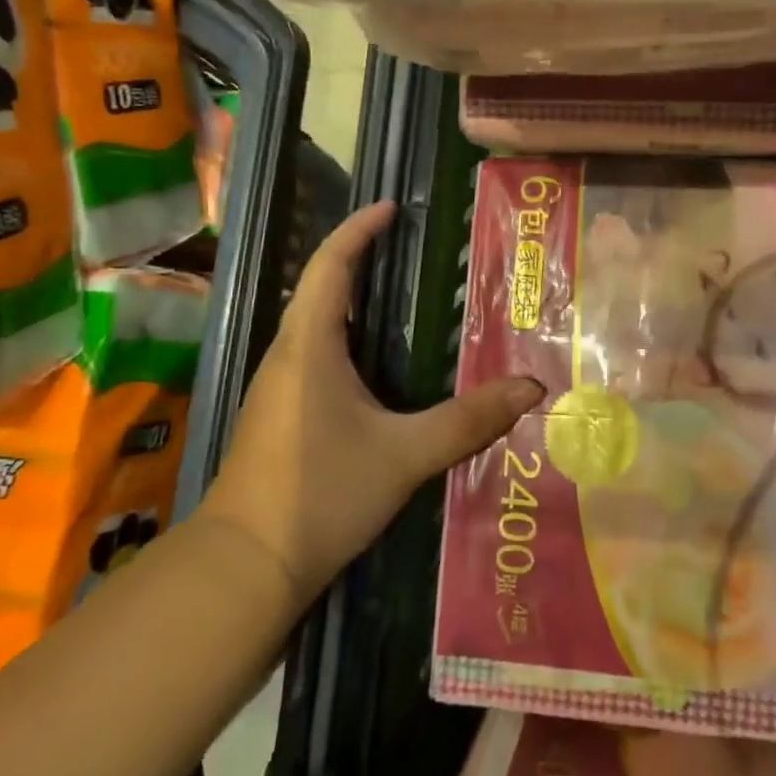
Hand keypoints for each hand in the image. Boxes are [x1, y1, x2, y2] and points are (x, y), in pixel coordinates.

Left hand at [200, 201, 542, 607]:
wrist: (244, 568)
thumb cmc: (319, 495)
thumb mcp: (404, 455)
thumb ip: (468, 421)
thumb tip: (531, 388)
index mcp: (310, 348)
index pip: (331, 267)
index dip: (357, 230)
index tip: (390, 207)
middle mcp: (288, 357)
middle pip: (320, 289)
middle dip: (358, 258)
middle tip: (407, 247)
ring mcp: (278, 388)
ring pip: (315, 324)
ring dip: (351, 299)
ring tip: (400, 295)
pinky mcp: (280, 416)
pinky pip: (315, 356)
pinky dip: (346, 338)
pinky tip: (377, 365)